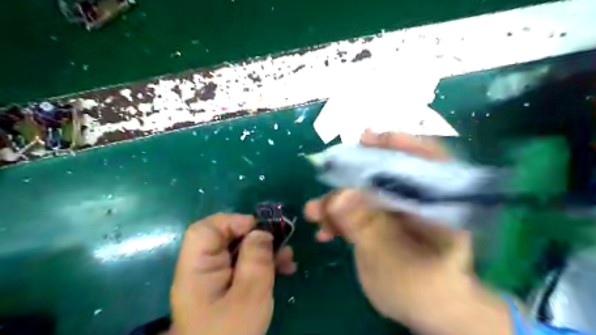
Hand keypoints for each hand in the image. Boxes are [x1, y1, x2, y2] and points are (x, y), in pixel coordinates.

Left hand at [170, 215, 294, 334]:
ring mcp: (215, 278)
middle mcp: (202, 269)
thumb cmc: (232, 334)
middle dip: (256, 237)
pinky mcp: (226, 286)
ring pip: (239, 250)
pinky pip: (244, 265)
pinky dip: (263, 263)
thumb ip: (256, 259)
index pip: (206, 230)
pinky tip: (283, 269)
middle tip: (280, 244)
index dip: (232, 222)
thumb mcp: (250, 295)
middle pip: (226, 238)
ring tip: (288, 258)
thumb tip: (261, 231)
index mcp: (197, 269)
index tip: (260, 231)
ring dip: (265, 251)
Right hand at [307, 131, 506, 334]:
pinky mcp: (376, 222)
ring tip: (314, 212)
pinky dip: (336, 218)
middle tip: (328, 171)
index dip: (399, 144)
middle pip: (384, 172)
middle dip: (352, 174)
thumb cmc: (426, 290)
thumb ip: (368, 228)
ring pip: (362, 193)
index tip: (369, 138)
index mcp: (439, 203)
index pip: (426, 160)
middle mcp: (415, 199)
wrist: (423, 310)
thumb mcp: (398, 263)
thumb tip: (339, 196)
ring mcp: (393, 210)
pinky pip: (353, 212)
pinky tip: (323, 231)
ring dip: (335, 200)